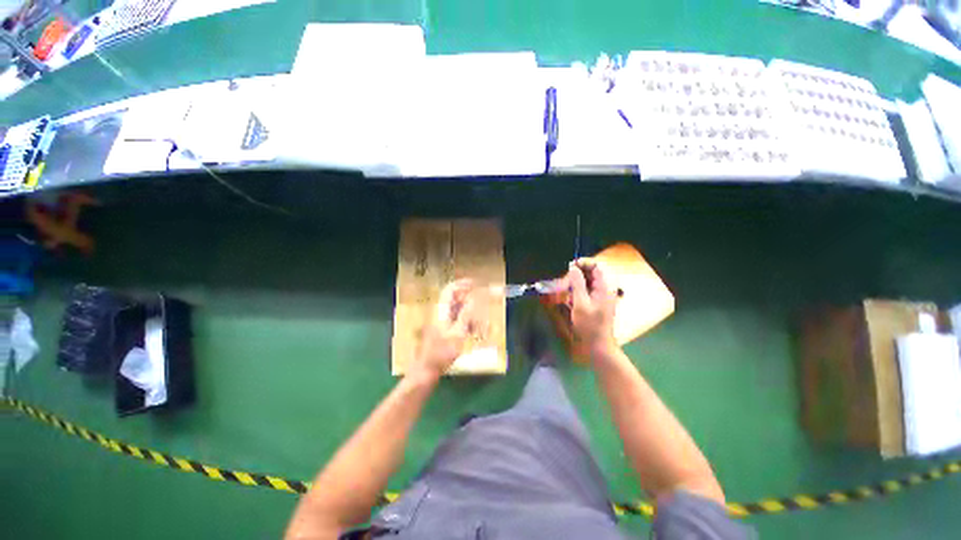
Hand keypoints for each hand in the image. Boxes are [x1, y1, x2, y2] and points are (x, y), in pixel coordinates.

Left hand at [414, 279, 474, 377]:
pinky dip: (465, 322)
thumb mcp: (458, 333)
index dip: (462, 284)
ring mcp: (440, 321)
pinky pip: (455, 320)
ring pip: (456, 310)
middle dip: (469, 300)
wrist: (427, 370)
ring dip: (468, 312)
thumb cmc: (442, 352)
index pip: (450, 290)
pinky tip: (473, 331)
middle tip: (482, 304)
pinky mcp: (442, 330)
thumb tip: (474, 298)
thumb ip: (466, 314)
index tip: (475, 284)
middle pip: (454, 299)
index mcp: (441, 310)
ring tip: (479, 321)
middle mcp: (439, 313)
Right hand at [565, 259, 617, 355]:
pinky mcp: (595, 303)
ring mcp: (600, 296)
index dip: (583, 263)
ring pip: (585, 282)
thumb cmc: (589, 325)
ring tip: (564, 294)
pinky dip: (575, 293)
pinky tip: (569, 301)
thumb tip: (573, 267)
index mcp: (604, 287)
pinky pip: (584, 291)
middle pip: (590, 273)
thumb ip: (577, 283)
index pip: (596, 266)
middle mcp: (604, 289)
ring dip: (574, 285)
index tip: (569, 267)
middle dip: (575, 276)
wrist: (597, 346)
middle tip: (563, 285)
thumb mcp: (580, 303)